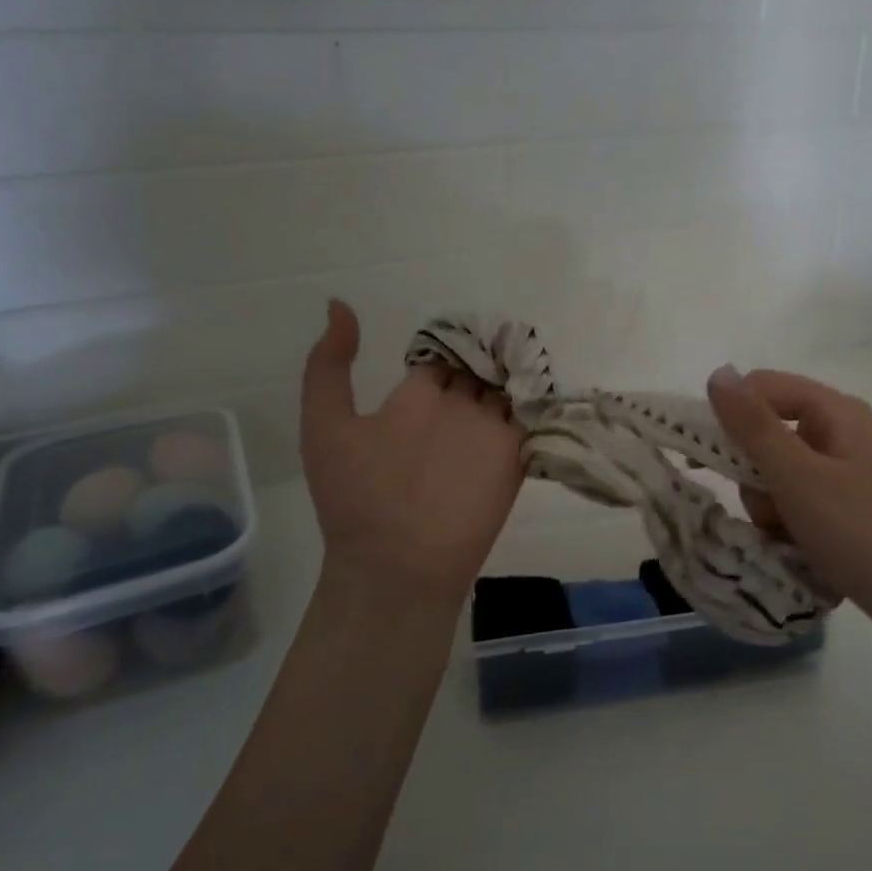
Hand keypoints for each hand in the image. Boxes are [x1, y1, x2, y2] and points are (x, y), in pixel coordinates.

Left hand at [302, 300, 522, 615]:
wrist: (395, 566)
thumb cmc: (355, 497)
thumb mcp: (326, 426)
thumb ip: (330, 367)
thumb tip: (338, 304)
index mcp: (415, 400)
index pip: (444, 357)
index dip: (456, 339)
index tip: (472, 323)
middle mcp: (454, 412)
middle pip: (481, 367)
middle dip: (494, 347)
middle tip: (511, 328)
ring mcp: (486, 435)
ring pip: (510, 388)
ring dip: (522, 366)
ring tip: (531, 345)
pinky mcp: (514, 459)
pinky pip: (533, 420)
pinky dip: (542, 398)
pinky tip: (545, 376)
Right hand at [706, 366, 871, 655]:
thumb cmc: (859, 532)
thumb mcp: (796, 477)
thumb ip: (752, 425)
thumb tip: (718, 373)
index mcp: (837, 411)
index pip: (764, 387)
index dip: (731, 415)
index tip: (707, 457)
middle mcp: (844, 433)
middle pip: (771, 432)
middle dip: (756, 474)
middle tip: (768, 508)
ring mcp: (851, 472)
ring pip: (782, 473)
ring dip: (772, 505)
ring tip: (790, 536)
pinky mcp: (853, 507)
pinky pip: (803, 501)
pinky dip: (792, 522)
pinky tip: (803, 548)